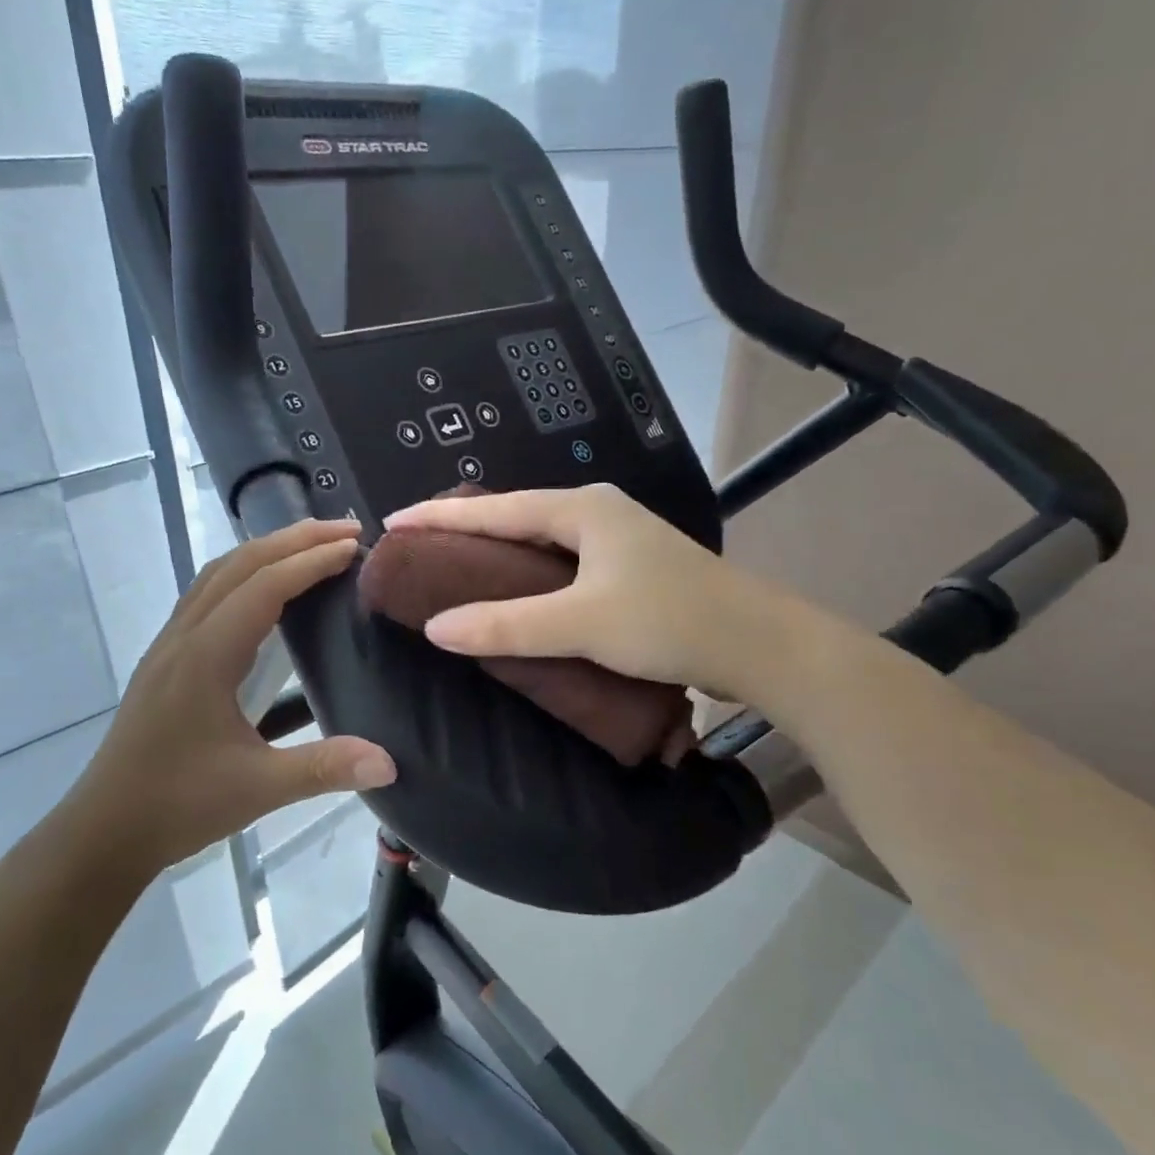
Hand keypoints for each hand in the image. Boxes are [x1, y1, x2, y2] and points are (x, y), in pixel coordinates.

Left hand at [74, 519, 395, 872]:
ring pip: (217, 574)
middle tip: (345, 529)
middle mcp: (184, 636)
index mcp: (205, 657)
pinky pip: (206, 595)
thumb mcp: (256, 790)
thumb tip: (389, 762)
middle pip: (238, 565)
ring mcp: (169, 644)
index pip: (263, 587)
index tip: (354, 546)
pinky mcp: (166, 658)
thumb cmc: (178, 805)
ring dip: (266, 551)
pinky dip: (243, 574)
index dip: (310, 561)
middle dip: (292, 539)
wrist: (104, 830)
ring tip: (311, 545)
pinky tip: (265, 590)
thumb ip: (323, 769)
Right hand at [382, 484, 764, 697]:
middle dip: (466, 529)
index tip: (393, 522)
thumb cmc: (670, 621)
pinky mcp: (631, 571)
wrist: (761, 646)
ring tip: (454, 569)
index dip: (441, 516)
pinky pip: (562, 565)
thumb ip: (507, 625)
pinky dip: (529, 577)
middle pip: (516, 517)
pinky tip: (515, 596)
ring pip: (541, 543)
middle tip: (419, 546)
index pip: (496, 508)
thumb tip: (436, 629)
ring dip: (498, 554)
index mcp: (582, 509)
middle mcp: (598, 513)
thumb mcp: (582, 623)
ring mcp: (618, 542)